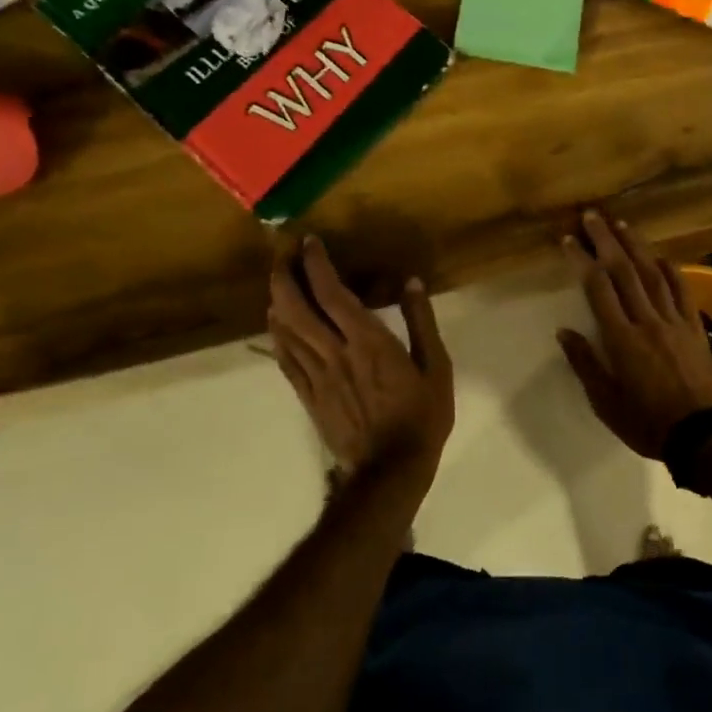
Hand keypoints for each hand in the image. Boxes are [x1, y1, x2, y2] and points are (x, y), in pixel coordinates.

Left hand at [268, 237, 454, 480]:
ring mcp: (316, 375)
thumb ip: (422, 322)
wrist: (390, 470)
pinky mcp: (308, 395)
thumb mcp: (437, 367)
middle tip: (283, 253)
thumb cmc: (421, 416)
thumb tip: (411, 282)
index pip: (332, 293)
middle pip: (296, 307)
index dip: (316, 264)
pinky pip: (284, 358)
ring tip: (278, 279)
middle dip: (284, 275)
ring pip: (285, 330)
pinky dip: (276, 334)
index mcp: (368, 341)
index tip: (309, 241)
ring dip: (277, 299)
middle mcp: (335, 352)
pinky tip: (275, 321)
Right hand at [557, 210, 711, 459]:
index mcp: (621, 340)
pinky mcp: (695, 326)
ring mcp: (674, 321)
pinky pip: (682, 290)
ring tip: (620, 224)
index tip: (569, 240)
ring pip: (653, 273)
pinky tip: (659, 255)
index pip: (598, 289)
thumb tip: (564, 331)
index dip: (582, 260)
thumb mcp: (606, 403)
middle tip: (591, 216)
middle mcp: (647, 321)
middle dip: (605, 240)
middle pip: (624, 271)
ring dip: (636, 246)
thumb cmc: (647, 423)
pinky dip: (670, 269)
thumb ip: (585, 364)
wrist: (703, 436)